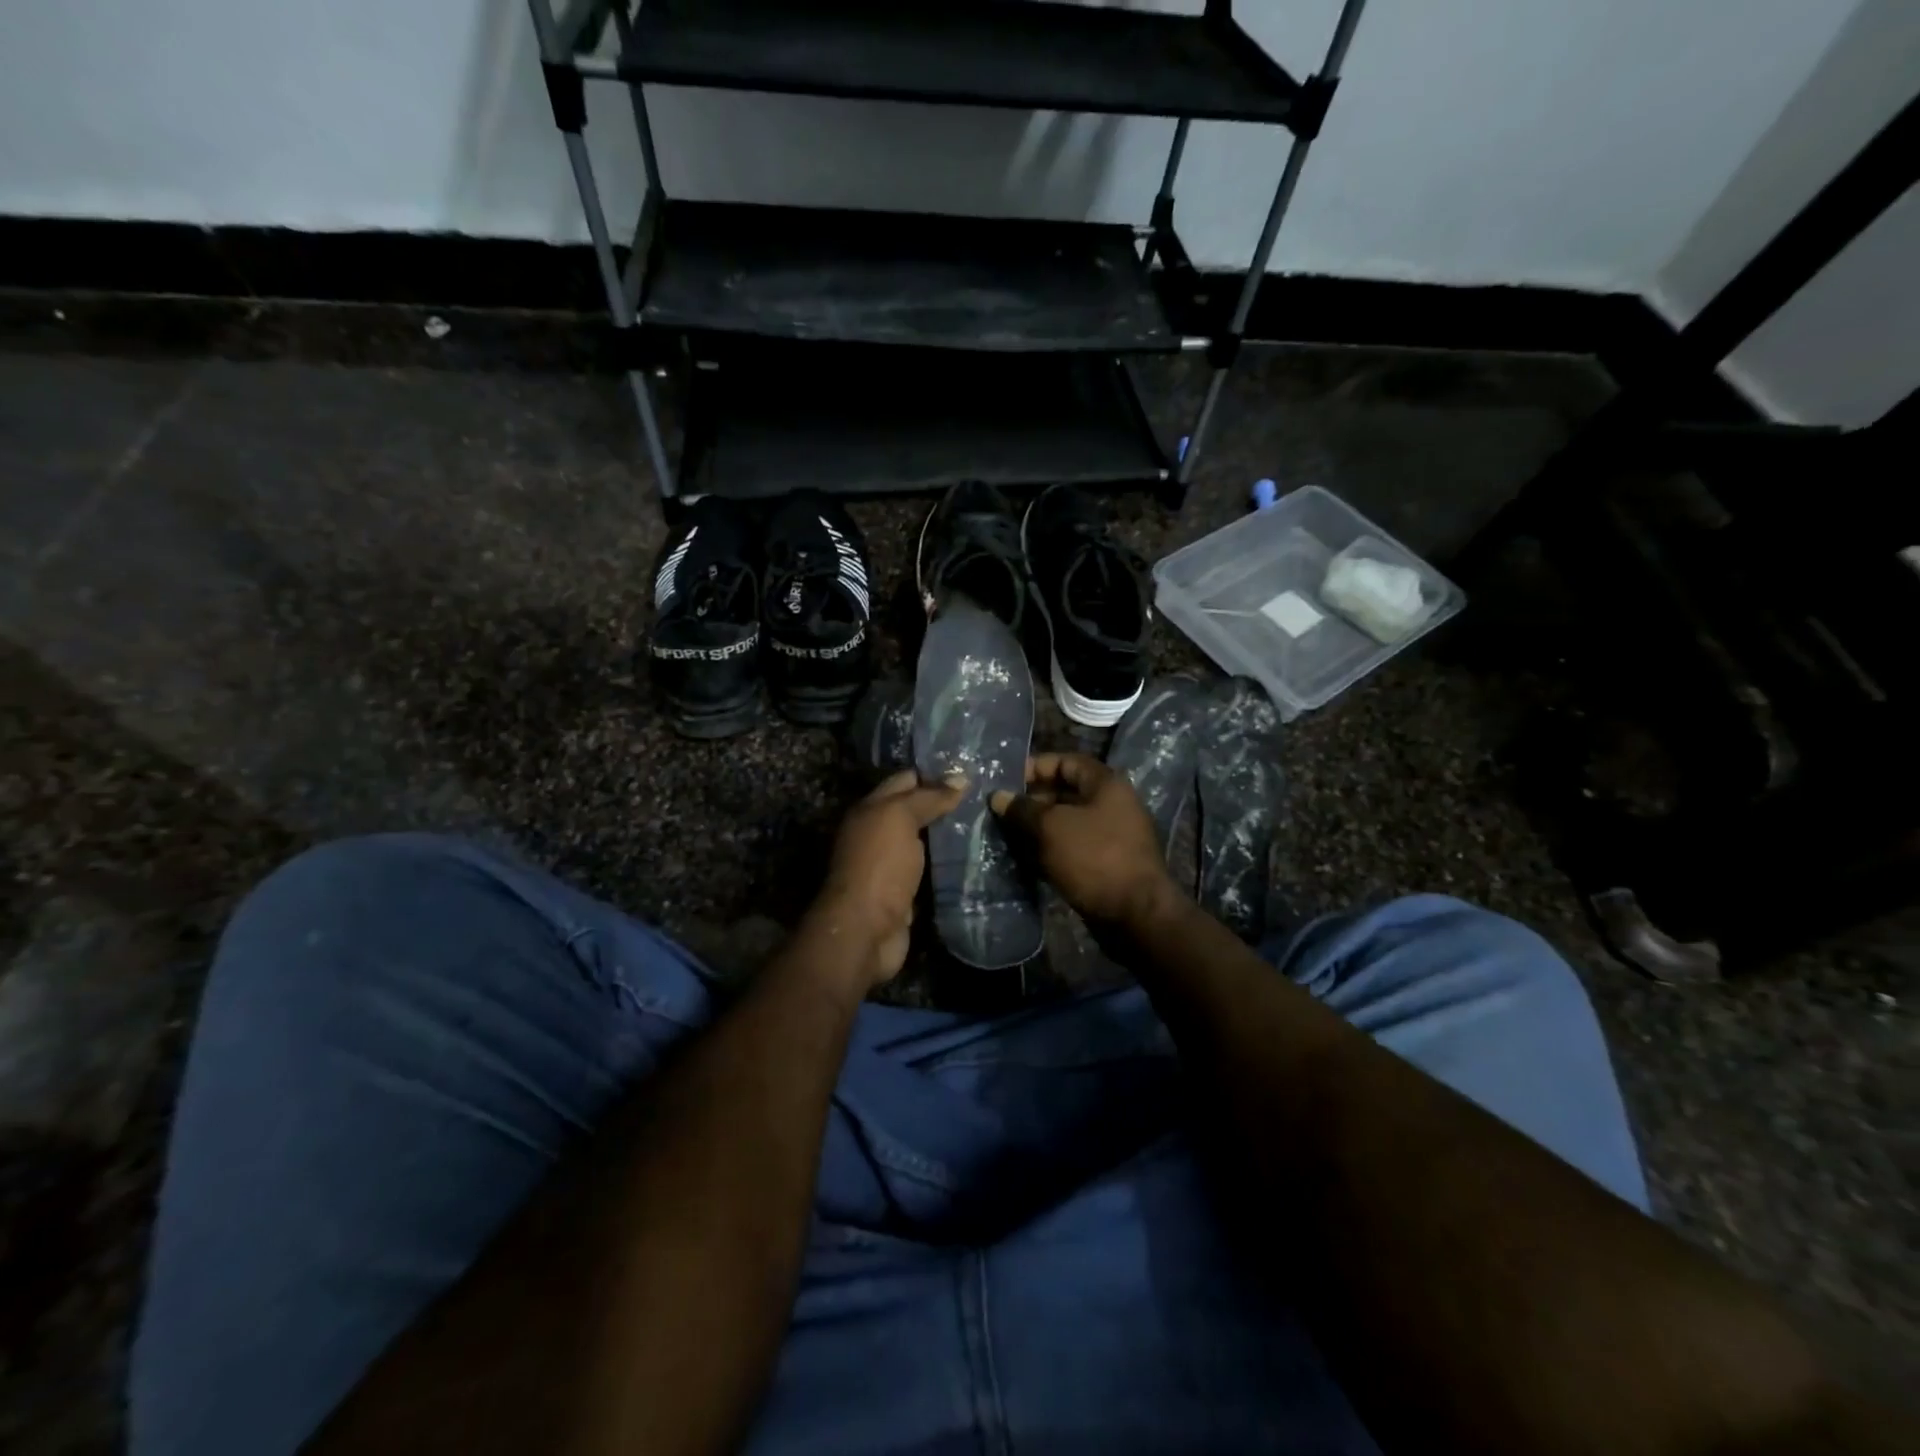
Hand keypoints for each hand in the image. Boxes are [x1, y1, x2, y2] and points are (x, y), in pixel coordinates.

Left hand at [807, 769, 966, 990]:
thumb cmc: (879, 865)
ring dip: (951, 834)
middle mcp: (878, 833)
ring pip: (926, 841)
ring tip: (989, 821)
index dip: (935, 772)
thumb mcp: (900, 818)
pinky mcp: (906, 893)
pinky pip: (931, 870)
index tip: (971, 768)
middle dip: (946, 803)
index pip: (906, 780)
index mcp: (870, 809)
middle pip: (916, 810)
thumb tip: (960, 779)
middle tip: (987, 795)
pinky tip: (977, 856)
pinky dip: (949, 864)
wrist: (865, 930)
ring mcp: (891, 865)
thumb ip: (928, 797)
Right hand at [990, 753, 1177, 930]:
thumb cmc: (1094, 857)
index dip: (1035, 767)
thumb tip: (998, 796)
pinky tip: (1024, 858)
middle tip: (1000, 811)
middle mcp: (1111, 805)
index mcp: (1106, 784)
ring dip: (1037, 828)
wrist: (1135, 914)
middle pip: (1065, 792)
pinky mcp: (1104, 863)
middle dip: (1031, 800)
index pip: (1066, 761)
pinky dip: (1049, 850)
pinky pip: (1071, 847)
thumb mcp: (1052, 827)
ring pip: (1066, 823)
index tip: (1006, 781)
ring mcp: (1110, 836)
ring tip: (1005, 834)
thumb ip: (1023, 809)